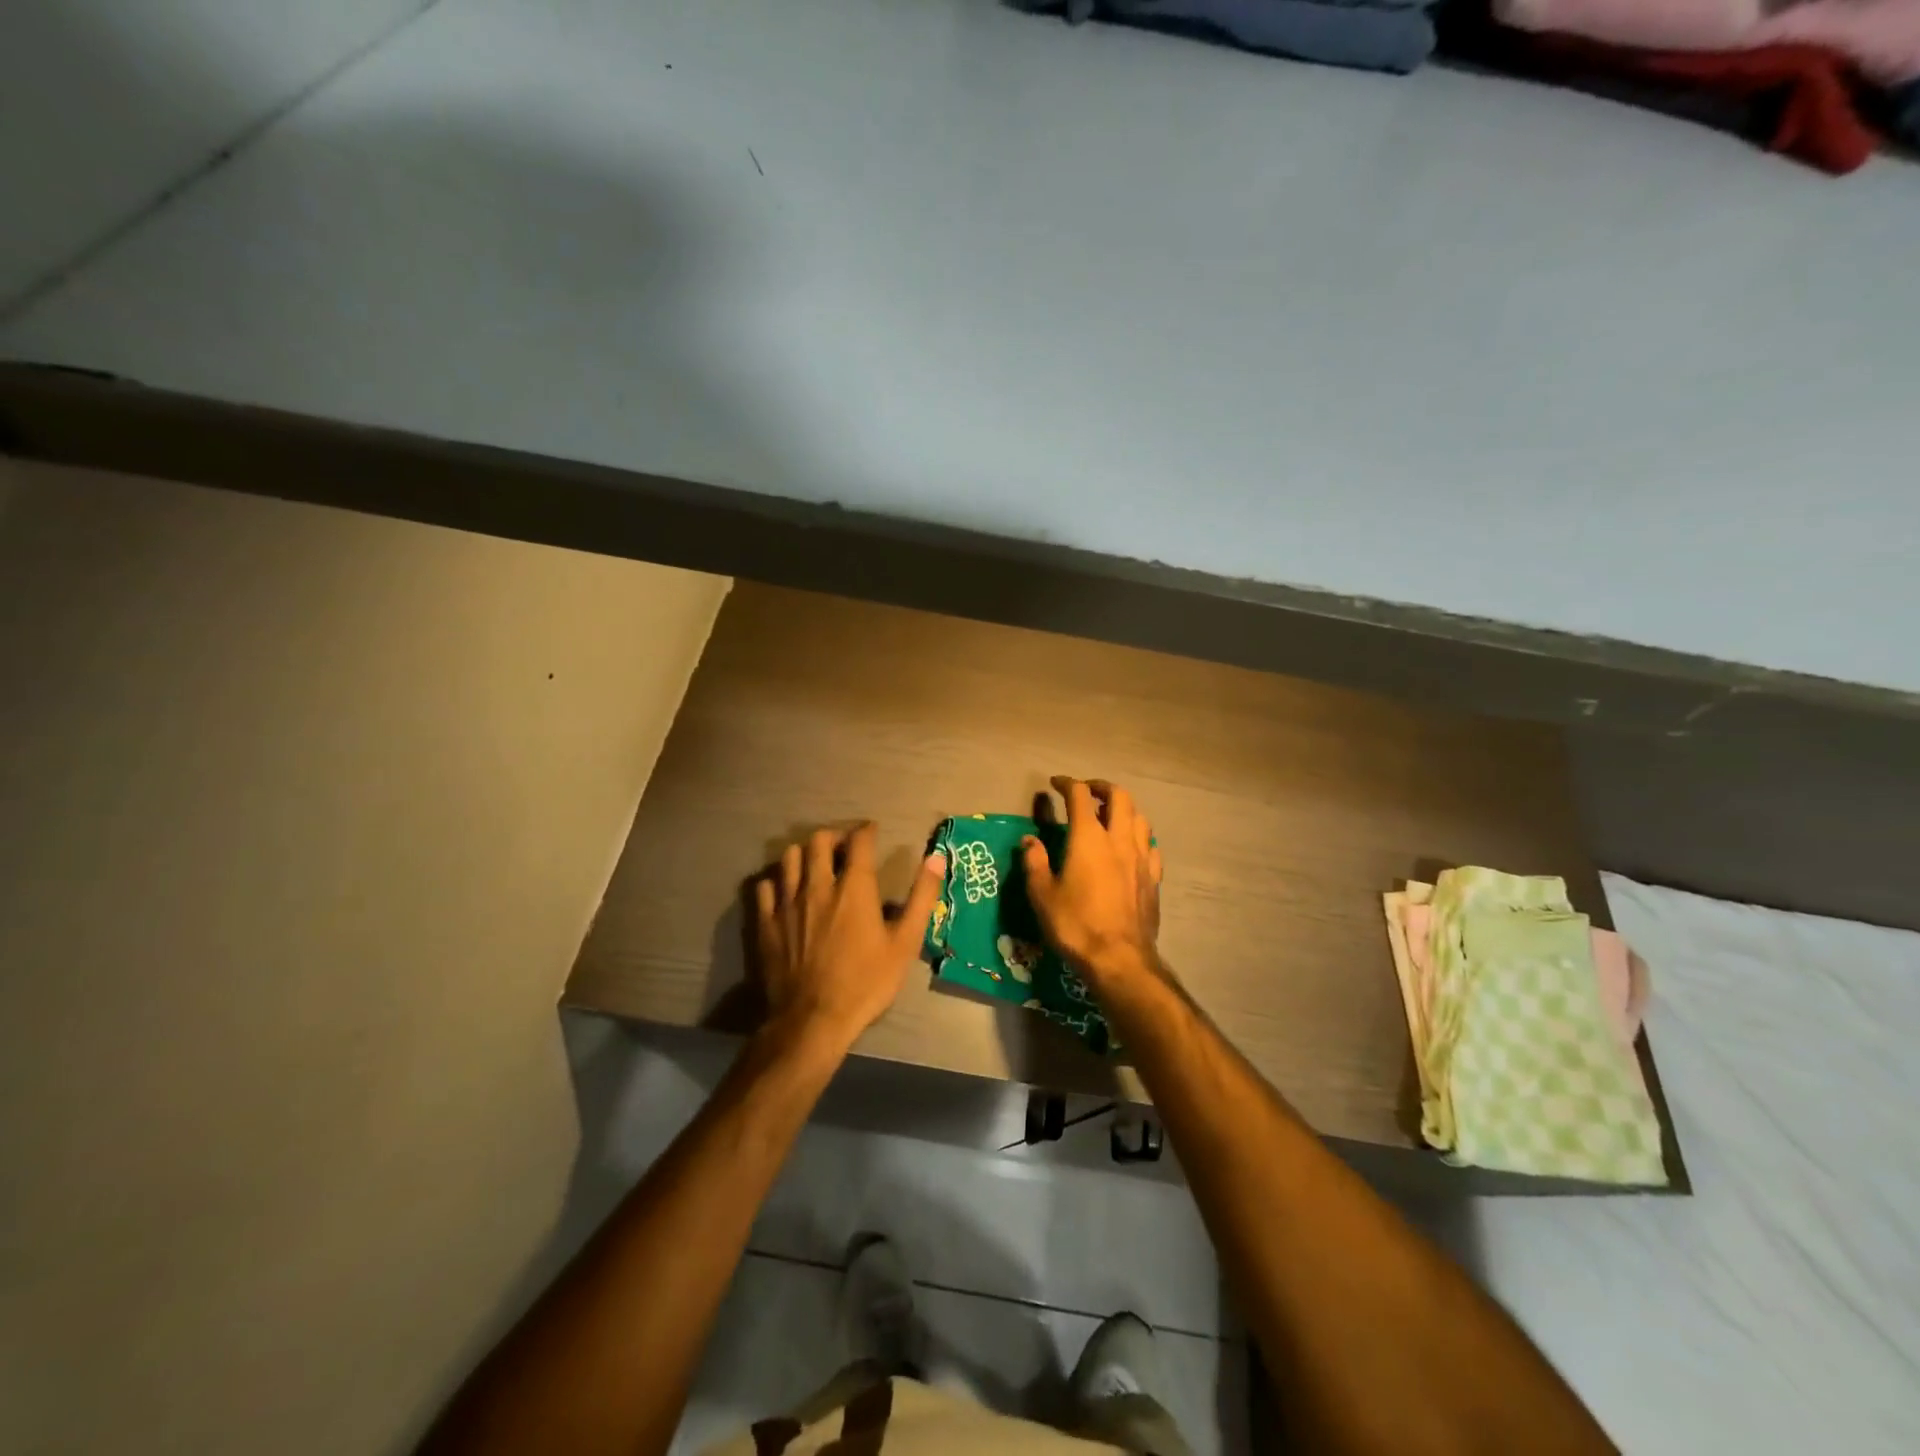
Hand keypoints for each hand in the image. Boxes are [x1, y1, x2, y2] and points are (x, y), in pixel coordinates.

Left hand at [753, 823, 945, 1050]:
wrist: (812, 1021)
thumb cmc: (865, 983)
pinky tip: (786, 890)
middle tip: (844, 847)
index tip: (872, 832)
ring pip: (789, 857)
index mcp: (854, 888)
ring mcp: (787, 903)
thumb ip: (921, 898)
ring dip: (804, 854)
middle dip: (834, 836)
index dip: (867, 830)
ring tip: (814, 864)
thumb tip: (936, 857)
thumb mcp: (905, 944)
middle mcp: (818, 886)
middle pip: (819, 841)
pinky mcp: (766, 922)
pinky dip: (777, 880)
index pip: (859, 841)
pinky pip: (765, 885)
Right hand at [1022, 777, 1163, 988]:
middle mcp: (1118, 839)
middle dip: (1101, 787)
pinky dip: (1138, 837)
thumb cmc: (1075, 925)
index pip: (1079, 796)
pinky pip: (1150, 846)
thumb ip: (1034, 862)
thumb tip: (1030, 841)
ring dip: (1124, 809)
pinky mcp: (1153, 878)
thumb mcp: (1042, 895)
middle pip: (1119, 797)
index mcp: (1088, 838)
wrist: (1120, 960)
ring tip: (1109, 816)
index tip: (1055, 784)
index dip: (1067, 784)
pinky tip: (1131, 847)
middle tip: (1086, 792)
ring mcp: (1141, 858)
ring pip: (1139, 818)